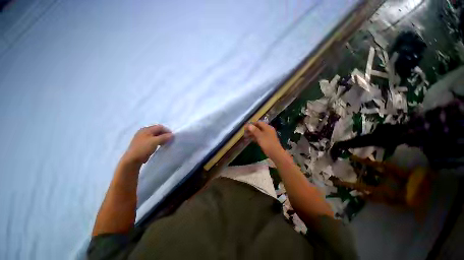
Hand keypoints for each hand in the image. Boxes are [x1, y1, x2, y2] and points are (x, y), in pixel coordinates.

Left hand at [122, 125, 172, 165]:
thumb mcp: (154, 142)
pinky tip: (155, 148)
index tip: (173, 137)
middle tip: (169, 141)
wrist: (131, 159)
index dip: (167, 131)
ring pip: (152, 136)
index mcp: (146, 129)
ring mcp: (140, 138)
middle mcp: (142, 131)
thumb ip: (163, 138)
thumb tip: (171, 135)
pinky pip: (149, 141)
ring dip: (158, 139)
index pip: (159, 127)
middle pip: (155, 130)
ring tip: (163, 145)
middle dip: (163, 134)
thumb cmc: (143, 149)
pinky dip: (154, 143)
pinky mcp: (139, 145)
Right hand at [245, 121, 284, 158]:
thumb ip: (254, 130)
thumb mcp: (260, 136)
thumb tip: (249, 125)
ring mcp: (268, 136)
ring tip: (246, 136)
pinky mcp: (267, 141)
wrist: (275, 153)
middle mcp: (268, 130)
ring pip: (259, 133)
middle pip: (258, 127)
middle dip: (251, 129)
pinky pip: (260, 137)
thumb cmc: (267, 143)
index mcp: (267, 127)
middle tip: (244, 132)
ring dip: (252, 134)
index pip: (259, 123)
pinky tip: (251, 140)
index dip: (252, 124)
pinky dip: (255, 138)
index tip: (245, 127)